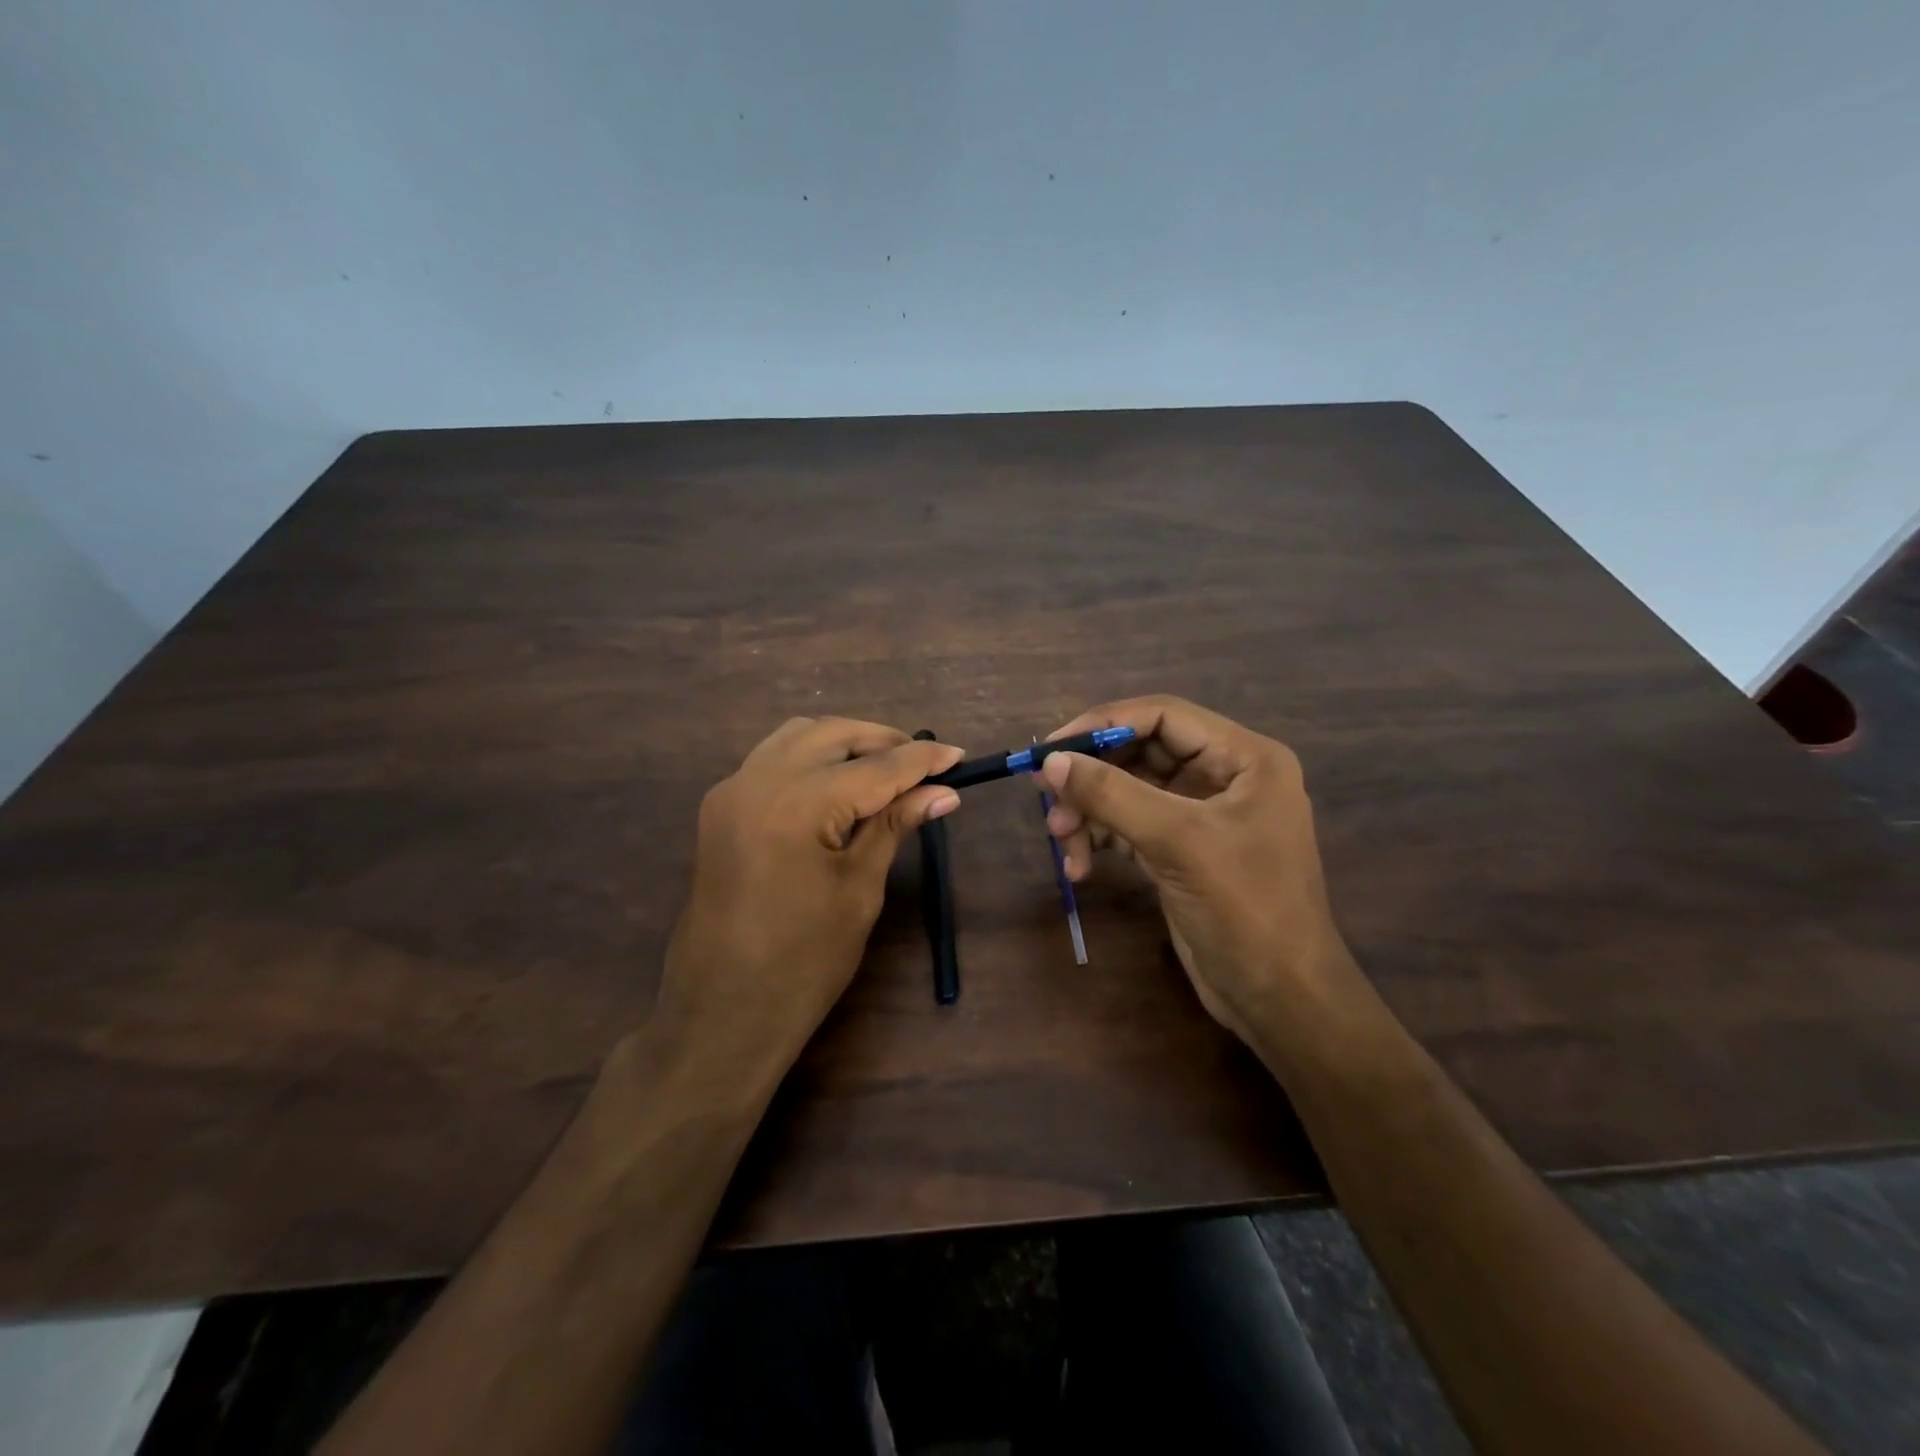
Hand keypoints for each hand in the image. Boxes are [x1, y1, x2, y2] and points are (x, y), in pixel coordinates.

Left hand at [652, 716, 963, 1083]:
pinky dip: (812, 758)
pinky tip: (839, 784)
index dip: (921, 761)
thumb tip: (943, 791)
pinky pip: (772, 759)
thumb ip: (894, 826)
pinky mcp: (721, 807)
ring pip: (798, 737)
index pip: (874, 767)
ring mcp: (731, 791)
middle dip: (882, 741)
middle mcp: (756, 781)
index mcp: (795, 805)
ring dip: (845, 743)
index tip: (959, 755)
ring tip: (885, 771)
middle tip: (924, 765)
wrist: (723, 1013)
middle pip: (832, 734)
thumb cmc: (803, 962)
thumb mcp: (859, 889)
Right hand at [1040, 696, 1357, 1050]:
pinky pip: (1130, 826)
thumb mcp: (1177, 842)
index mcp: (1244, 757)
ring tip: (1061, 841)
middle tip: (1045, 797)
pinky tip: (1079, 866)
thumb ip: (1112, 795)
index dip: (1103, 724)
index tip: (1052, 749)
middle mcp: (1224, 776)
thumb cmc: (1245, 909)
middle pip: (1140, 753)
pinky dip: (1101, 839)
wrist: (1280, 999)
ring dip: (1090, 813)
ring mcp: (1202, 816)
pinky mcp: (1182, 850)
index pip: (1163, 715)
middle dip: (1092, 776)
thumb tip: (1050, 762)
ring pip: (1129, 792)